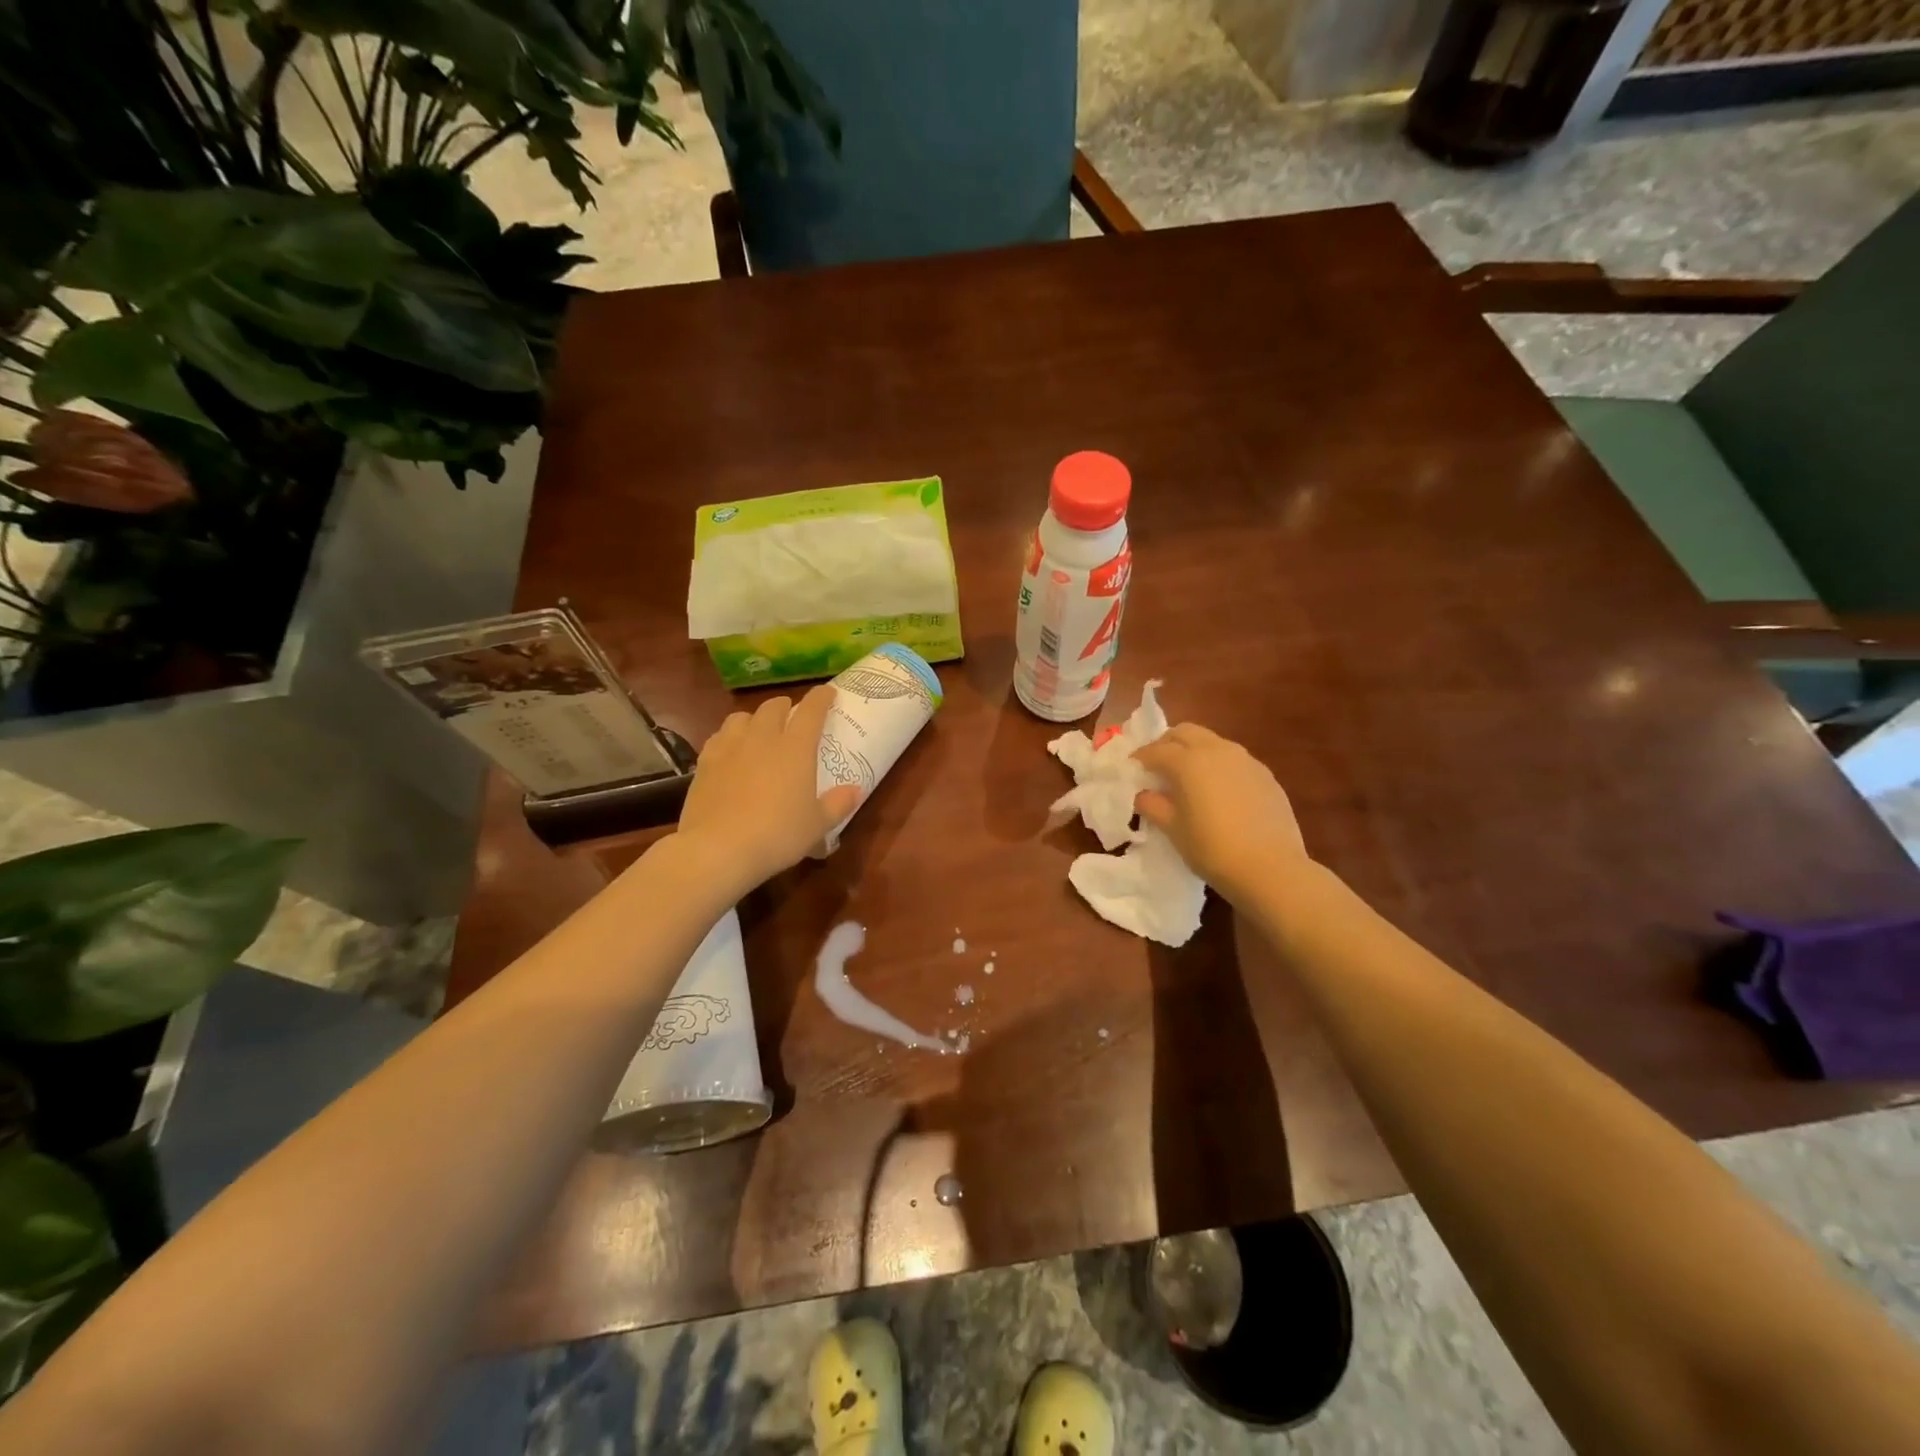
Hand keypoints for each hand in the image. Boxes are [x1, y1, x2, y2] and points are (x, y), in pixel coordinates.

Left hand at [676, 685, 861, 894]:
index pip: (812, 710)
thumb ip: (838, 804)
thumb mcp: (817, 825)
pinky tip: (730, 752)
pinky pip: (718, 738)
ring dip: (754, 718)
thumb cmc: (778, 835)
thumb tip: (855, 790)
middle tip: (791, 715)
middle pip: (773, 707)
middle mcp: (762, 739)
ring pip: (741, 717)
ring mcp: (730, 748)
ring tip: (758, 730)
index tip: (828, 693)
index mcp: (795, 748)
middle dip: (785, 706)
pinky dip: (728, 738)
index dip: (821, 697)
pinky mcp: (705, 763)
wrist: (718, 849)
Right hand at [1133, 724, 1309, 902]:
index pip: (1156, 750)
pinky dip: (1218, 765)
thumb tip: (1143, 794)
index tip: (1132, 768)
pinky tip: (1218, 790)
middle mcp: (1217, 750)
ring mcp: (1245, 760)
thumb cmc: (1212, 849)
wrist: (1271, 868)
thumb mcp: (1174, 830)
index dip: (1140, 757)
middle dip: (1167, 743)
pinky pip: (1234, 759)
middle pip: (1185, 732)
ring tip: (1188, 776)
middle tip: (1157, 765)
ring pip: (1212, 742)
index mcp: (1188, 762)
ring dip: (1194, 750)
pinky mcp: (1265, 774)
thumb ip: (1153, 806)